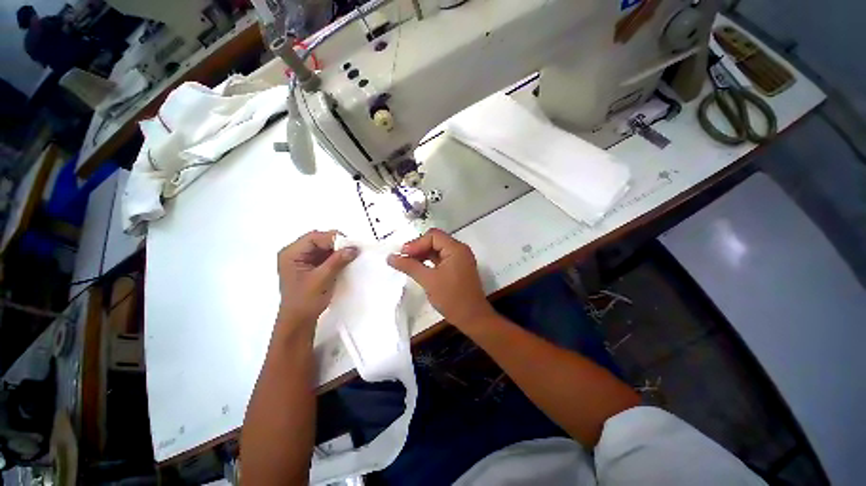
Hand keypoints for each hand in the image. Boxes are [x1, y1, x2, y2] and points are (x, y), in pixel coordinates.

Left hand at [277, 230, 357, 328]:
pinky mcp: (310, 266)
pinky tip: (344, 261)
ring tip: (350, 256)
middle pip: (319, 240)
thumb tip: (354, 248)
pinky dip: (335, 257)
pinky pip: (325, 255)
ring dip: (337, 250)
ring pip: (323, 247)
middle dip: (336, 244)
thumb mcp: (322, 279)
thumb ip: (337, 261)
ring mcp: (303, 259)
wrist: (299, 321)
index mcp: (291, 254)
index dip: (333, 239)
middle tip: (352, 250)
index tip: (351, 246)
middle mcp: (295, 253)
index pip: (314, 237)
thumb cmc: (306, 300)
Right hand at [387, 229, 494, 328]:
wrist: (473, 318)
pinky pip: (442, 258)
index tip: (403, 254)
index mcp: (456, 249)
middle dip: (419, 247)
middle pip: (436, 240)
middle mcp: (460, 250)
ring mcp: (460, 259)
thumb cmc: (451, 298)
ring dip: (423, 254)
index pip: (433, 236)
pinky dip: (430, 261)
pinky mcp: (458, 268)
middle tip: (403, 258)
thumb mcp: (428, 280)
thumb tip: (390, 257)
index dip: (416, 243)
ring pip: (438, 249)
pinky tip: (419, 268)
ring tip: (408, 263)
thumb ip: (409, 266)